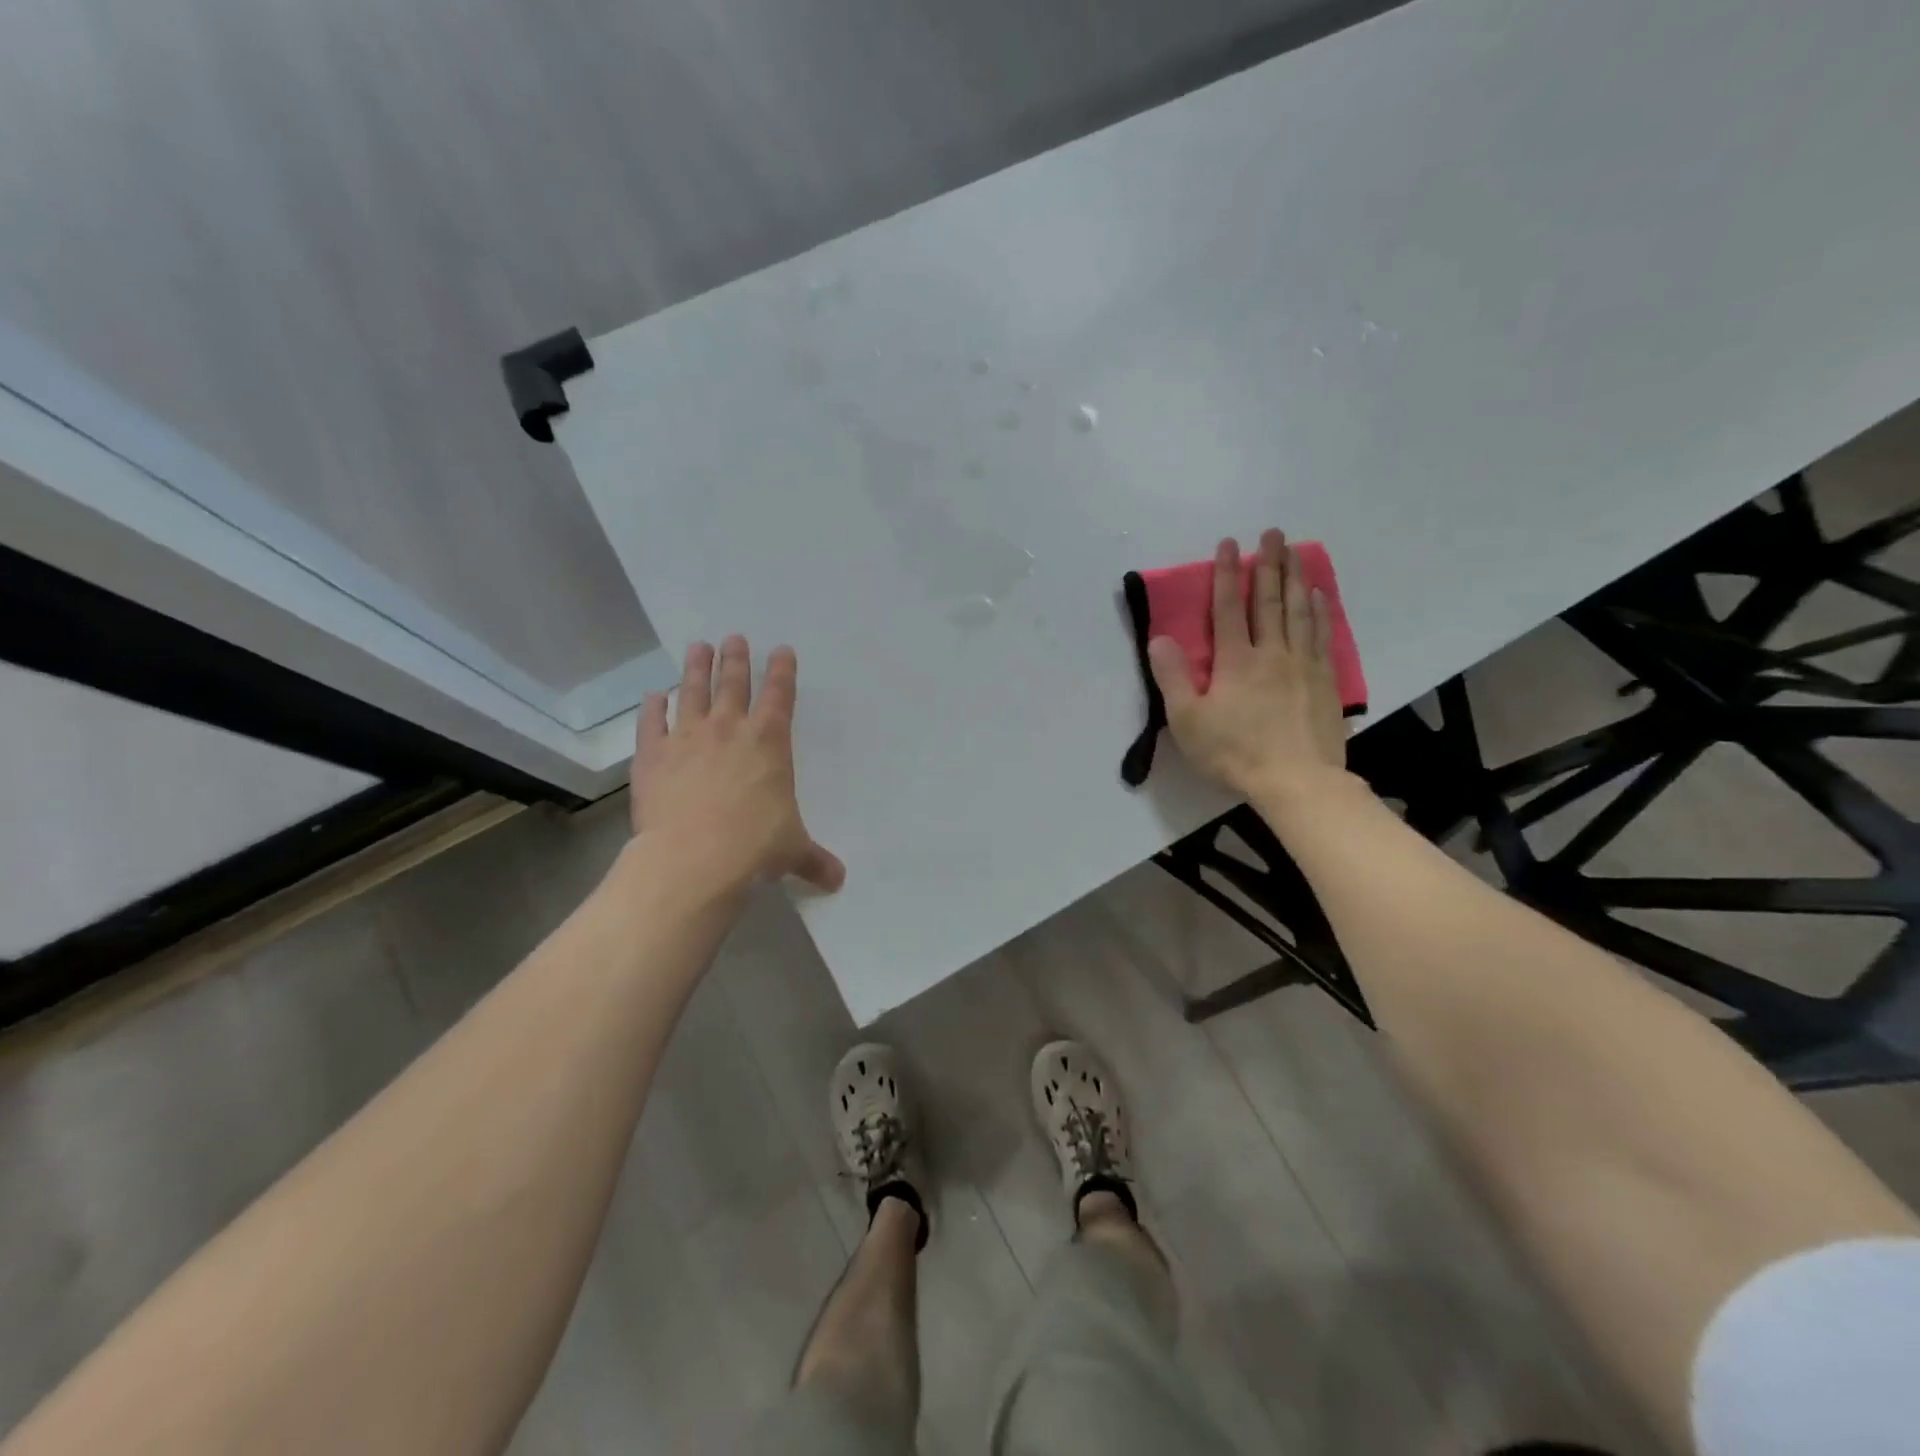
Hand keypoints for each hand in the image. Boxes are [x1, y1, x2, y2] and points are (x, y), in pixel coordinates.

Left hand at [630, 637, 845, 893]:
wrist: (694, 859)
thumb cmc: (754, 847)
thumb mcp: (792, 852)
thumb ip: (815, 860)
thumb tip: (838, 880)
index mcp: (769, 743)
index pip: (780, 696)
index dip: (783, 671)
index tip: (782, 650)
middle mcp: (729, 730)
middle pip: (733, 683)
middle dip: (736, 659)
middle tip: (734, 638)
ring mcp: (687, 738)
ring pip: (692, 692)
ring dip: (696, 668)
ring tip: (698, 647)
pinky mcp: (652, 756)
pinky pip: (651, 723)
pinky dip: (653, 707)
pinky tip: (653, 696)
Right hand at [1148, 529, 1348, 803]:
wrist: (1297, 781)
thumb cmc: (1234, 753)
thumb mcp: (1188, 721)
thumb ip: (1173, 678)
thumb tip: (1159, 638)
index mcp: (1235, 661)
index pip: (1228, 608)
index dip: (1227, 574)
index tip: (1230, 543)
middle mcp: (1271, 653)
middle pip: (1270, 601)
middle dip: (1269, 564)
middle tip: (1272, 532)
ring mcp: (1302, 665)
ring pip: (1299, 612)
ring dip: (1296, 578)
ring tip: (1295, 552)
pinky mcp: (1324, 681)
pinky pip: (1321, 635)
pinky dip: (1320, 611)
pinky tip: (1320, 596)